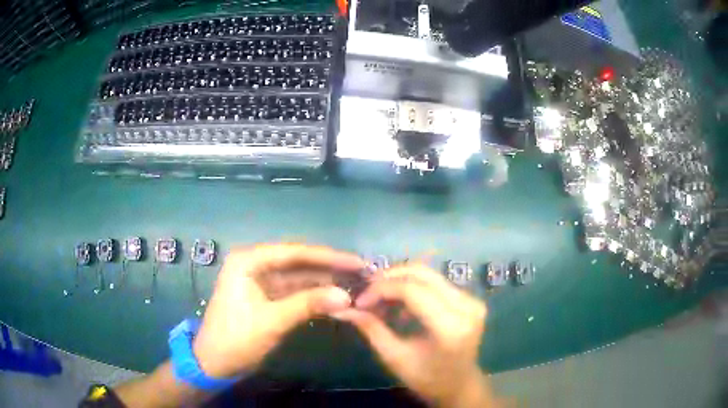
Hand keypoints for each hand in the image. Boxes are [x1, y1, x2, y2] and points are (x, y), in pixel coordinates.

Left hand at [192, 244, 364, 378]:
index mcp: (249, 261)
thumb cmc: (236, 338)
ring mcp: (260, 281)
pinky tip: (335, 298)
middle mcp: (254, 264)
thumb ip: (309, 305)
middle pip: (298, 263)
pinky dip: (314, 296)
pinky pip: (294, 292)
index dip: (329, 257)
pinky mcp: (266, 297)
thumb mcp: (272, 321)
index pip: (295, 252)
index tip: (357, 262)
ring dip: (324, 283)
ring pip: (298, 277)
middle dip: (329, 269)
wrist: (215, 363)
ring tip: (355, 285)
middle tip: (362, 272)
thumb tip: (347, 296)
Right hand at [332, 265, 494, 407]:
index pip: (412, 291)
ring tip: (380, 300)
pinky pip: (436, 282)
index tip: (359, 301)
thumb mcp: (394, 358)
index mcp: (450, 327)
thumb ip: (372, 329)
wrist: (459, 385)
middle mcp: (466, 307)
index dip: (381, 289)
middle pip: (422, 275)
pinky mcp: (470, 298)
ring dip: (400, 281)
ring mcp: (472, 300)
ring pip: (428, 274)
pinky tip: (400, 304)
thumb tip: (342, 308)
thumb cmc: (426, 379)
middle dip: (389, 278)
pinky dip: (413, 287)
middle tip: (367, 292)